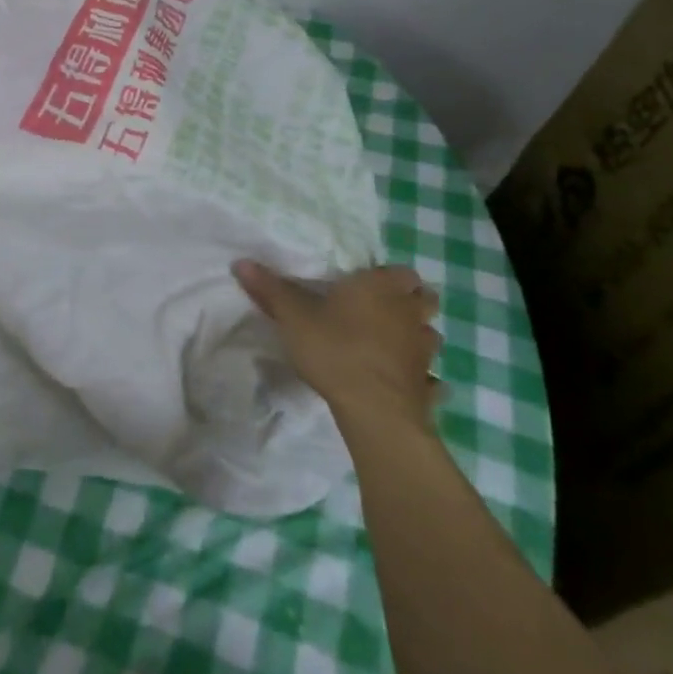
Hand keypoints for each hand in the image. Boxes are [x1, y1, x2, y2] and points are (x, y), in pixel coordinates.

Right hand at [233, 261, 442, 436]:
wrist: (374, 411)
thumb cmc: (336, 350)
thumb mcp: (293, 317)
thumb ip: (270, 289)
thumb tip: (241, 262)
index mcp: (382, 289)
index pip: (402, 272)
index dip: (389, 277)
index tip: (369, 284)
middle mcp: (410, 315)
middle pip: (425, 300)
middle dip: (410, 303)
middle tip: (383, 311)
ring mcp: (425, 353)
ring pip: (431, 336)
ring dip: (417, 338)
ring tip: (392, 346)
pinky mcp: (428, 388)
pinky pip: (432, 380)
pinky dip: (422, 380)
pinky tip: (406, 385)